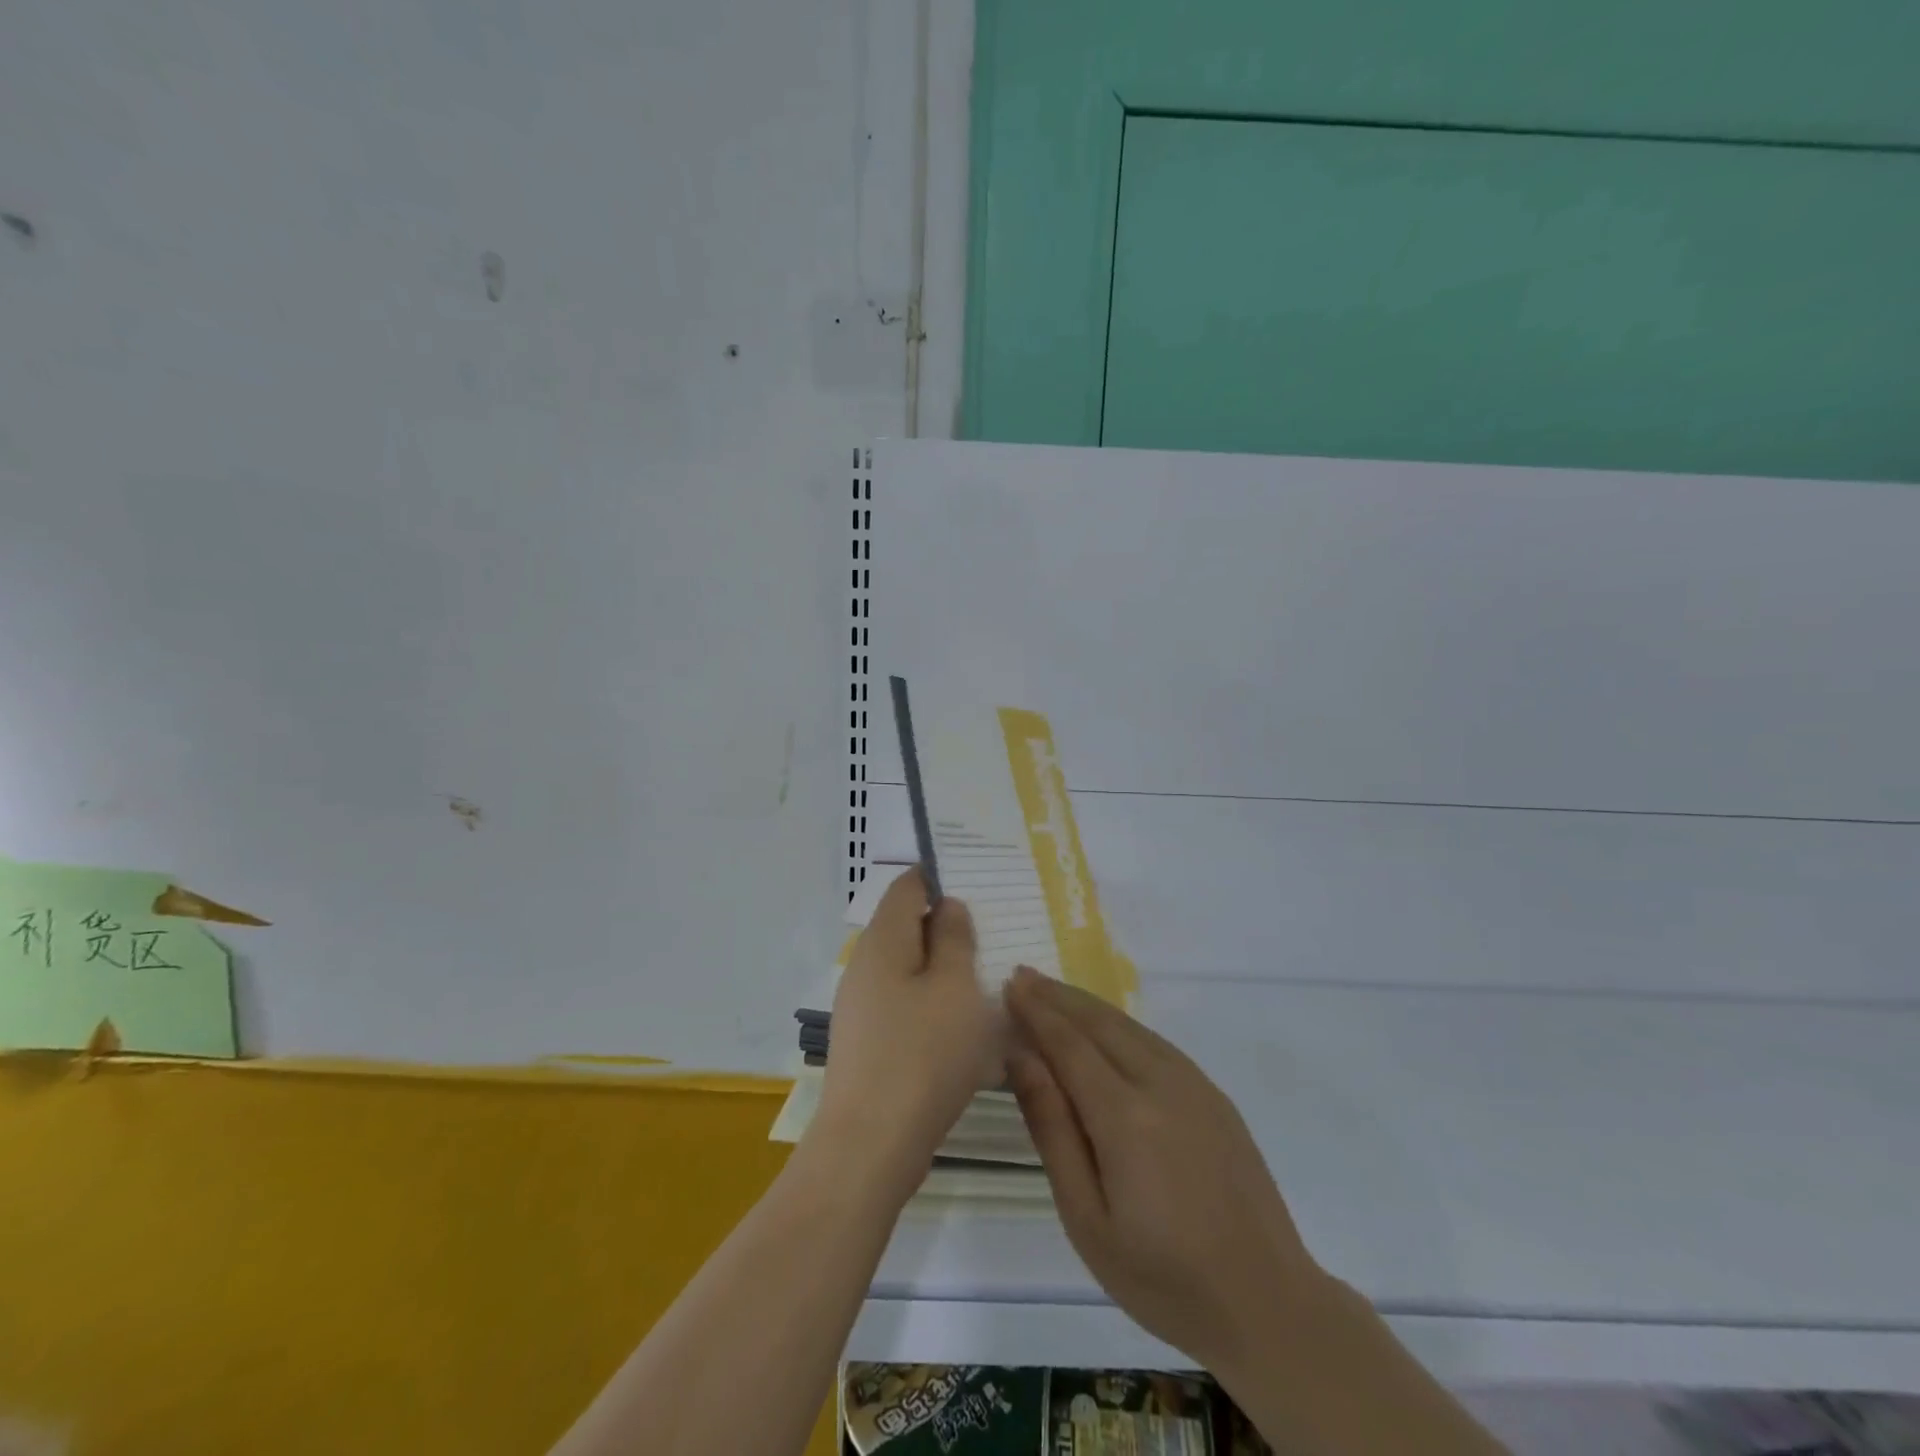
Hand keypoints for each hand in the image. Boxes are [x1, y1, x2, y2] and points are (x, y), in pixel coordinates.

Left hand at [810, 868, 1000, 1192]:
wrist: (871, 1145)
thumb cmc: (923, 1054)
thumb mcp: (955, 987)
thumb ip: (955, 938)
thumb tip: (947, 906)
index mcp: (884, 940)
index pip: (908, 884)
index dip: (941, 876)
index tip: (982, 886)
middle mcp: (866, 964)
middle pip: (908, 925)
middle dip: (950, 926)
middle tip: (998, 935)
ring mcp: (864, 1005)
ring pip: (911, 968)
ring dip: (946, 969)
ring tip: (991, 979)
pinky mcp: (871, 1040)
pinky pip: (907, 1003)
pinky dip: (935, 1002)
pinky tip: (966, 1024)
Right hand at [1005, 967, 1324, 1373]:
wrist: (1267, 1303)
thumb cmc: (1162, 1276)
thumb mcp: (1087, 1218)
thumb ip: (1052, 1129)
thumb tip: (1022, 1058)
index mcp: (1124, 1115)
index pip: (1069, 1043)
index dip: (1036, 1012)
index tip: (1008, 985)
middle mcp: (1160, 1083)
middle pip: (1099, 1023)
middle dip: (1057, 997)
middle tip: (1022, 976)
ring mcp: (1194, 1084)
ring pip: (1129, 1026)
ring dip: (1087, 1005)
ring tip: (1052, 992)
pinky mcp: (1213, 1095)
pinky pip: (1155, 1042)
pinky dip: (1120, 1024)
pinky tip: (1105, 1027)